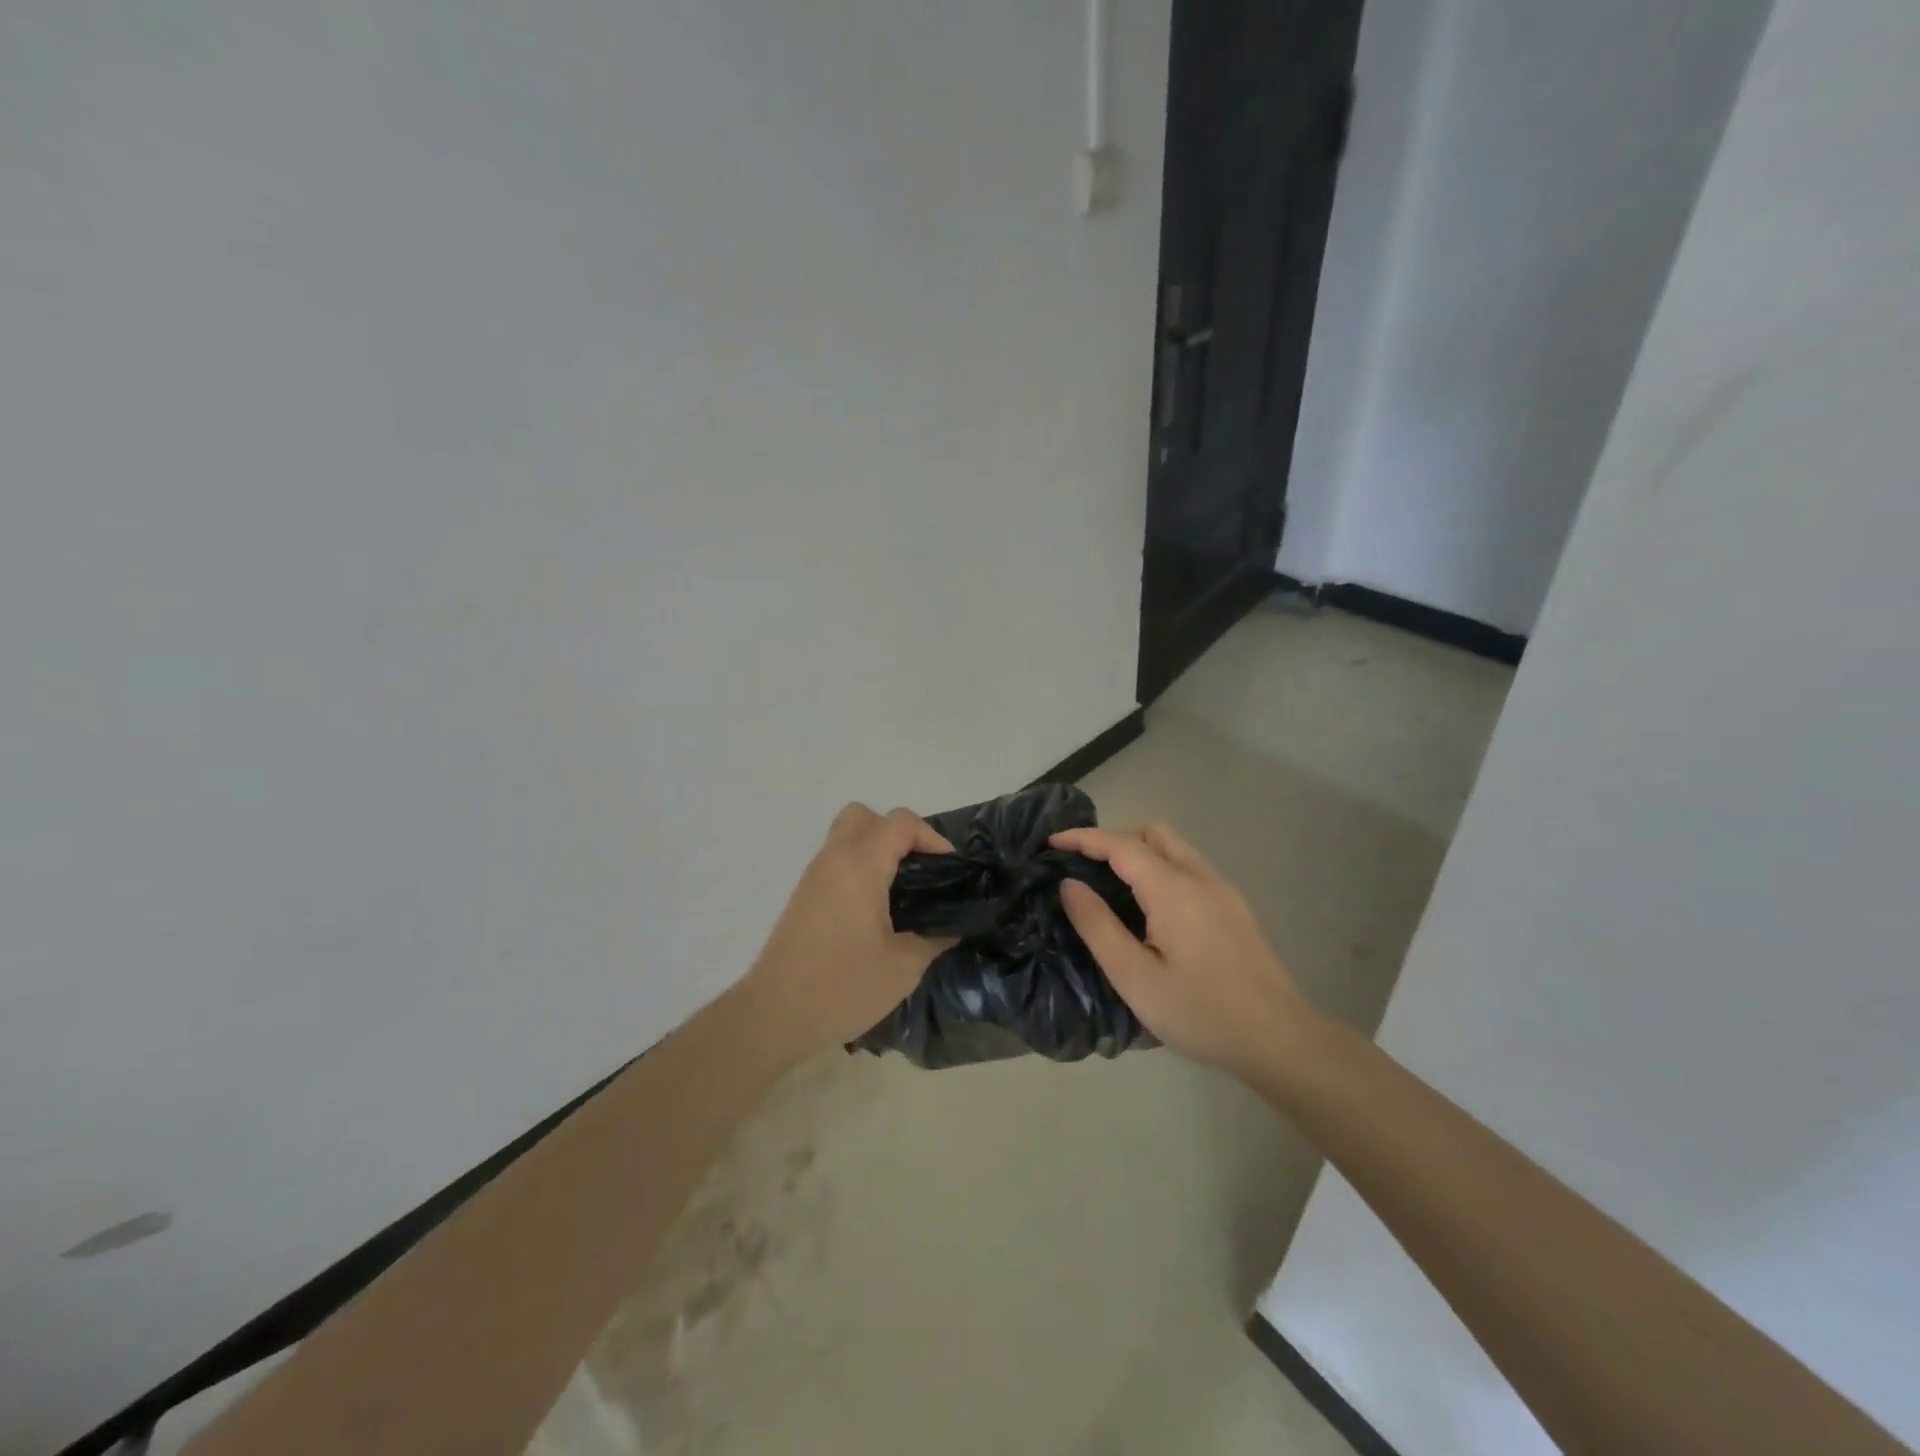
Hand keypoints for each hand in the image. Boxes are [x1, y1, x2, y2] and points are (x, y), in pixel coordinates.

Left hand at [741, 804, 955, 1057]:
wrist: (772, 1016)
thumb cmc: (841, 988)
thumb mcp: (902, 968)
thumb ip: (933, 939)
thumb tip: (950, 927)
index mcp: (860, 867)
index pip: (900, 822)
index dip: (932, 837)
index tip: (949, 870)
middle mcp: (834, 860)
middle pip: (866, 816)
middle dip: (899, 833)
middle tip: (919, 869)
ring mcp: (813, 877)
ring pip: (847, 836)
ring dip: (877, 849)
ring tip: (901, 890)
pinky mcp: (803, 897)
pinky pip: (836, 860)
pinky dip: (860, 867)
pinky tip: (875, 910)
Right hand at [1050, 823, 1315, 1080]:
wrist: (1279, 1039)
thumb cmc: (1200, 1011)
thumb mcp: (1134, 977)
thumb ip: (1097, 926)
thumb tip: (1069, 885)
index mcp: (1171, 888)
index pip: (1119, 844)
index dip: (1083, 838)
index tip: (1051, 841)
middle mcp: (1199, 876)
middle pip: (1152, 834)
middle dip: (1113, 839)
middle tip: (1084, 868)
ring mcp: (1222, 890)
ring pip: (1175, 848)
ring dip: (1140, 853)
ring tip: (1112, 886)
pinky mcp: (1235, 908)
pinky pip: (1190, 868)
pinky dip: (1161, 869)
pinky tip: (1152, 910)